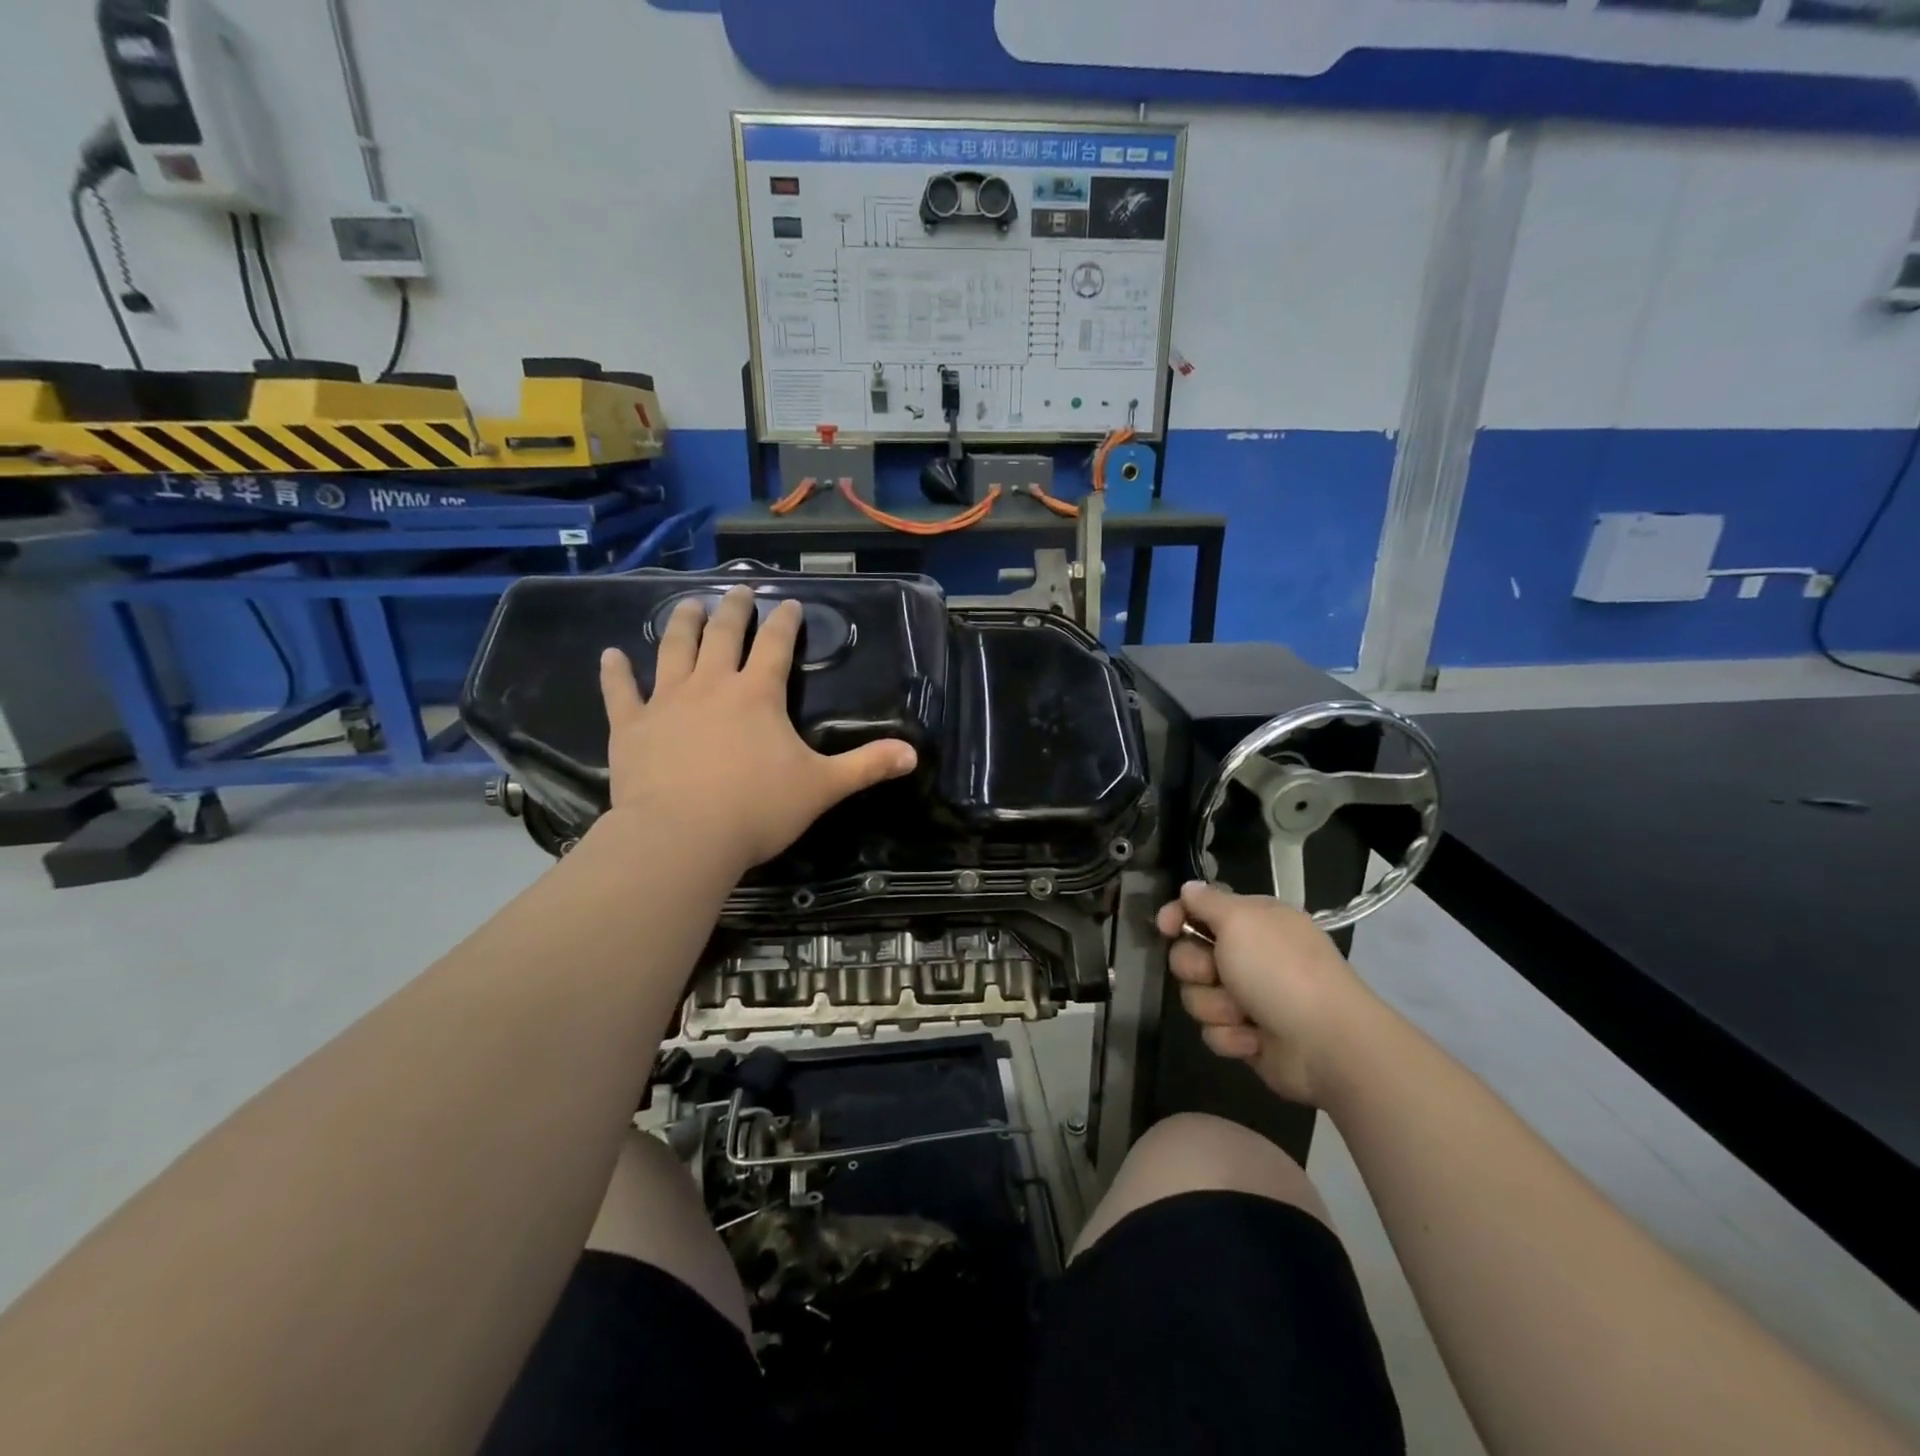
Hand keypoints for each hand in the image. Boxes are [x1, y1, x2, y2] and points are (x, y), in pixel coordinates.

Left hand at [598, 587, 917, 872]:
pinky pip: (620, 692)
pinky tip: (610, 654)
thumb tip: (913, 754)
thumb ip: (866, 766)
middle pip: (723, 635)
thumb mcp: (822, 787)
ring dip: (682, 623)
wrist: (682, 837)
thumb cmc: (757, 809)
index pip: (776, 645)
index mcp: (758, 695)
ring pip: (673, 650)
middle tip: (738, 590)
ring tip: (688, 603)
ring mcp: (666, 702)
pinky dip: (615, 672)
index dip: (784, 621)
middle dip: (733, 609)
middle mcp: (712, 685)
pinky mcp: (631, 726)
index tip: (788, 603)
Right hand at [1155, 881, 1379, 1106]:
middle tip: (1217, 974)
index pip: (1199, 910)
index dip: (1178, 916)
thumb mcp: (1241, 920)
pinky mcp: (1248, 1035)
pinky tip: (1254, 1039)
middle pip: (1190, 956)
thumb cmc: (1280, 971)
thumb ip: (1208, 901)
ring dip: (1216, 1006)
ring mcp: (1248, 997)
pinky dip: (1231, 1036)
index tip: (1166, 927)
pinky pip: (1214, 1031)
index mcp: (1253, 922)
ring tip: (1244, 1014)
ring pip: (1197, 996)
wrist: (1327, 1044)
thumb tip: (1188, 887)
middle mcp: (1249, 956)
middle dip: (1197, 969)